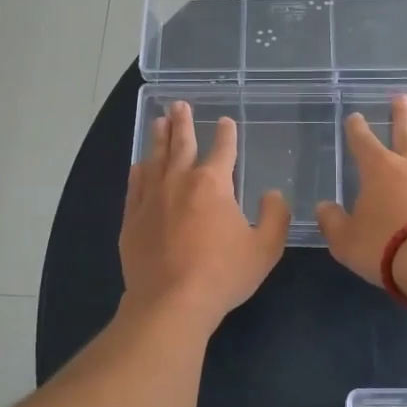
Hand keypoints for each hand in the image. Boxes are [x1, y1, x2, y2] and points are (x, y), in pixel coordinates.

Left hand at [120, 100, 290, 331]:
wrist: (171, 302)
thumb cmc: (222, 274)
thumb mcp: (264, 248)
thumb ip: (274, 216)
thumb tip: (272, 194)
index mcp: (213, 184)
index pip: (223, 150)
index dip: (226, 134)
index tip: (226, 121)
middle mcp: (179, 182)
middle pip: (181, 144)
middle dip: (182, 123)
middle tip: (178, 104)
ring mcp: (151, 199)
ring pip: (154, 159)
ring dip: (158, 139)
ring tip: (158, 122)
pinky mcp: (132, 219)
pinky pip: (134, 186)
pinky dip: (138, 172)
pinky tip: (138, 165)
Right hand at [315, 95, 406, 286]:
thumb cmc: (386, 246)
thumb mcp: (346, 241)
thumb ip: (333, 222)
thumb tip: (324, 208)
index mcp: (379, 170)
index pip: (363, 142)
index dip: (357, 129)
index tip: (355, 117)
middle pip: (406, 132)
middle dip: (401, 115)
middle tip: (402, 98)